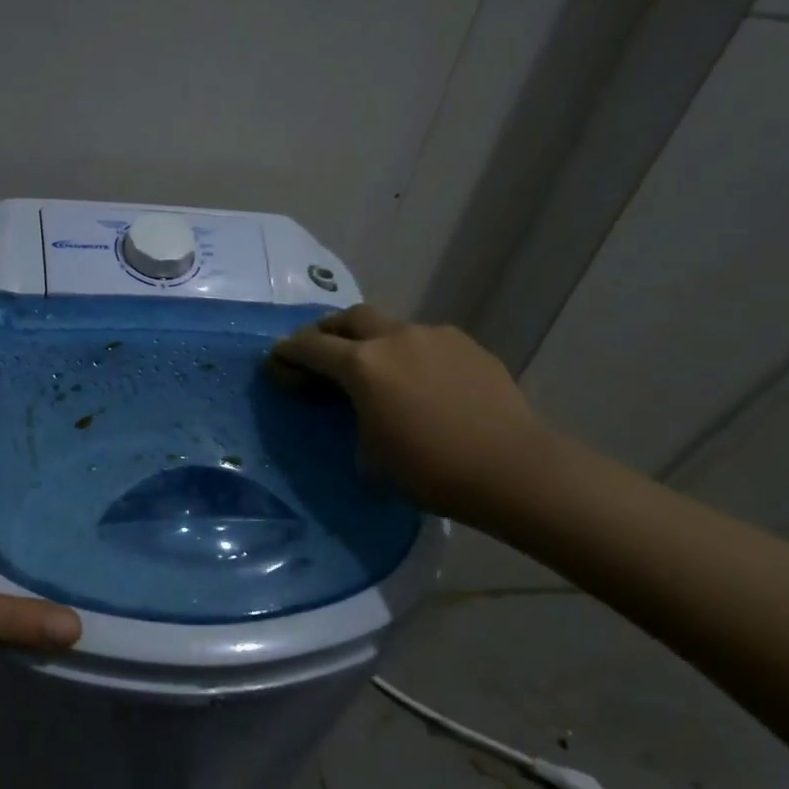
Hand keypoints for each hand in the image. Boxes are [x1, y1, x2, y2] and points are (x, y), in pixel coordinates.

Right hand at [270, 306, 555, 524]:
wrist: (510, 468)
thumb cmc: (428, 470)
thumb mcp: (369, 457)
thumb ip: (354, 422)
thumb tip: (362, 411)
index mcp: (363, 365)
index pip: (312, 348)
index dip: (289, 351)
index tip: (277, 356)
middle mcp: (395, 338)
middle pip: (350, 318)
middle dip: (328, 330)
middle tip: (319, 348)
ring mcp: (435, 336)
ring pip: (391, 326)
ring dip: (373, 340)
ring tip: (375, 366)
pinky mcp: (467, 345)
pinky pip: (427, 341)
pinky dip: (411, 353)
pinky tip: (421, 379)